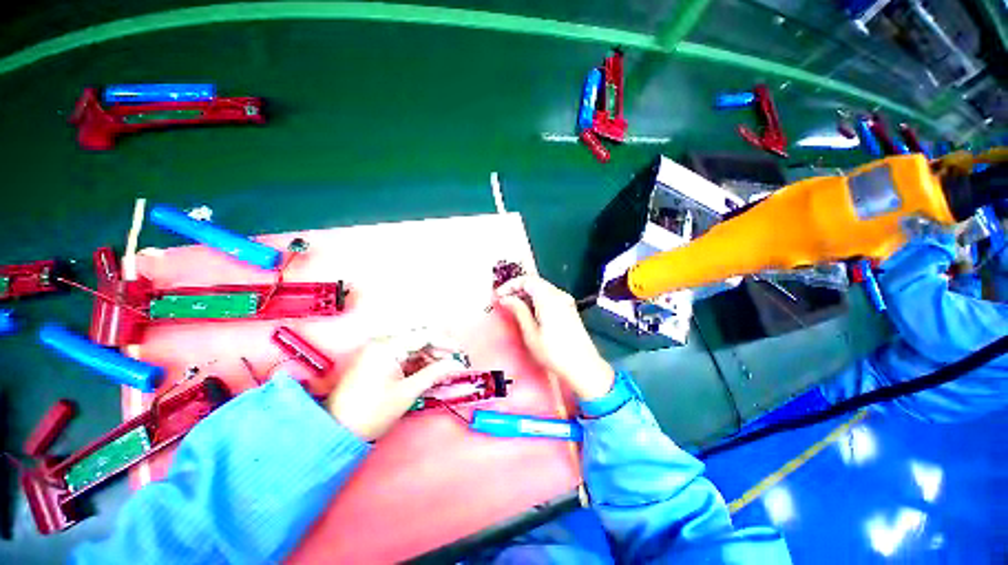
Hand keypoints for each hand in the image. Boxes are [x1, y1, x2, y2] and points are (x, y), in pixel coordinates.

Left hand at [325, 337, 465, 440]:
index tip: (460, 353)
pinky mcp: (375, 361)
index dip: (445, 343)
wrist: (337, 432)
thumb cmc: (373, 412)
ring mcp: (377, 351)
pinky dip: (416, 363)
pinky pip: (402, 356)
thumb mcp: (408, 392)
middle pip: (418, 340)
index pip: (424, 336)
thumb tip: (457, 364)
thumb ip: (435, 373)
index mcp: (387, 346)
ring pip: (411, 348)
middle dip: (437, 350)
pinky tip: (427, 372)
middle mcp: (381, 343)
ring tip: (442, 370)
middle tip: (453, 363)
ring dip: (428, 357)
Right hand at [495, 276, 614, 399]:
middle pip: (535, 282)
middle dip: (517, 288)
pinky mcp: (569, 309)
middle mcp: (559, 294)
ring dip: (527, 294)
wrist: (583, 367)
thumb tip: (505, 298)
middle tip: (504, 301)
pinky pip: (550, 296)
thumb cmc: (553, 352)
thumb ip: (518, 311)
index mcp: (548, 298)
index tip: (499, 296)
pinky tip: (530, 312)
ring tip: (513, 307)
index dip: (510, 285)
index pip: (527, 280)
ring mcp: (566, 301)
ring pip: (542, 289)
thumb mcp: (531, 333)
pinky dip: (537, 299)